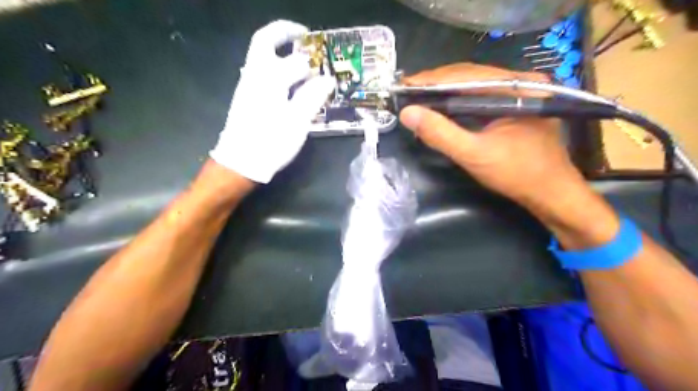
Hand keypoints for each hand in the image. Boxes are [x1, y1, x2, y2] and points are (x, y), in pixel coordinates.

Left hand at [210, 20, 334, 184]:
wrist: (241, 162)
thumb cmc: (271, 142)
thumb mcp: (297, 121)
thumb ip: (312, 97)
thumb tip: (327, 80)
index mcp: (269, 79)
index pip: (295, 61)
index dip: (314, 64)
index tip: (326, 69)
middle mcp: (255, 75)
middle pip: (264, 41)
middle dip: (285, 33)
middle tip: (304, 36)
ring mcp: (247, 85)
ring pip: (262, 56)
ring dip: (280, 51)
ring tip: (301, 60)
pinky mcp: (246, 97)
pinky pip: (261, 72)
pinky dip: (276, 68)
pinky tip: (289, 83)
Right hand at [397, 63, 583, 206]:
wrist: (550, 194)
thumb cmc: (517, 174)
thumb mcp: (474, 155)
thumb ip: (440, 134)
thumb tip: (408, 113)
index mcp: (518, 87)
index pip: (467, 74)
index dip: (432, 79)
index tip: (404, 85)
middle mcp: (521, 82)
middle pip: (470, 76)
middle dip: (436, 84)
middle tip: (407, 91)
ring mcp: (519, 94)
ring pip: (474, 86)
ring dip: (445, 92)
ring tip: (418, 97)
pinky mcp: (515, 106)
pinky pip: (480, 98)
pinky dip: (457, 102)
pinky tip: (441, 107)